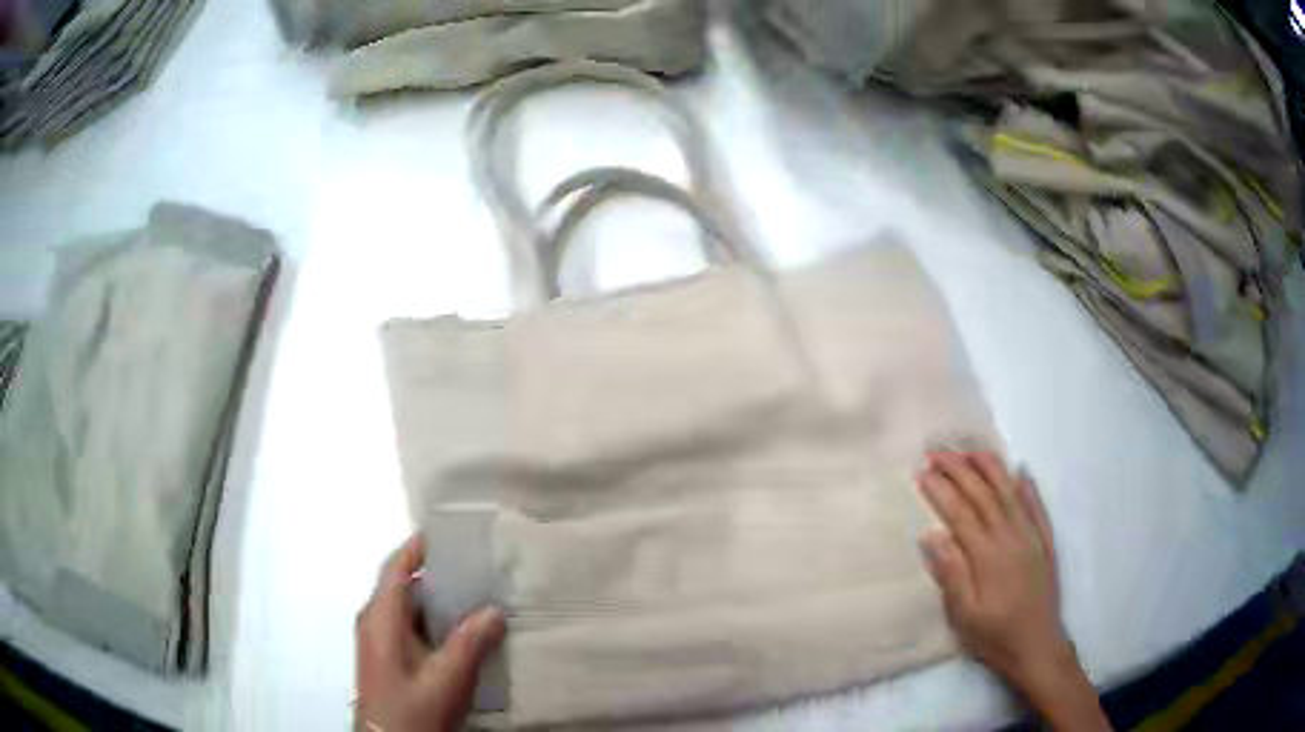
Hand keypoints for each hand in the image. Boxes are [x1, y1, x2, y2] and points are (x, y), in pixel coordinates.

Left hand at [355, 535, 505, 731]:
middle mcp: (373, 621)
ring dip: (435, 599)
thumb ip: (470, 642)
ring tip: (474, 596)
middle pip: (401, 584)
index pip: (395, 568)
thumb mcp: (446, 679)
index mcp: (380, 617)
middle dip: (435, 573)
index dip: (418, 546)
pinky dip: (431, 620)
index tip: (448, 532)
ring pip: (405, 607)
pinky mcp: (384, 657)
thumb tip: (495, 609)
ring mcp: (376, 640)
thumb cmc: (413, 709)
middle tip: (475, 566)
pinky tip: (458, 633)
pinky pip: (407, 625)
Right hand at [917, 452, 1109, 731]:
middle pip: (983, 495)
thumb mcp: (963, 615)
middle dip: (960, 470)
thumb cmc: (994, 636)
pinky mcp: (1045, 543)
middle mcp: (1010, 537)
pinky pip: (1037, 507)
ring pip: (1010, 493)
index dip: (941, 491)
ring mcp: (1031, 537)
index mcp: (987, 555)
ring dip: (991, 469)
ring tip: (972, 450)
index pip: (960, 513)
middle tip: (937, 452)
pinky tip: (1021, 473)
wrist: (1037, 647)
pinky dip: (1028, 488)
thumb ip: (951, 574)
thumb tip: (931, 536)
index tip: (922, 473)